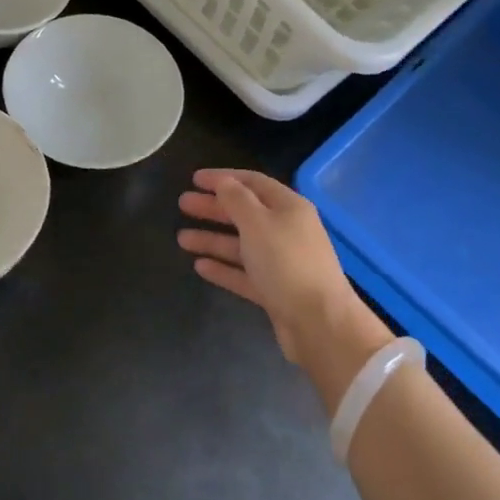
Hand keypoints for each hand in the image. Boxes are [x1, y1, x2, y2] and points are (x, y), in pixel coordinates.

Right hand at [177, 169, 380, 376]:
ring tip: (182, 238)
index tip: (195, 179)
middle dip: (214, 208)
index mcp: (288, 207)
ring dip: (212, 239)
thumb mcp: (258, 223)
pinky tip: (200, 266)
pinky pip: (244, 273)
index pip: (252, 182)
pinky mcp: (274, 291)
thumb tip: (223, 182)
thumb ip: (236, 199)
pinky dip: (223, 268)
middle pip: (244, 213)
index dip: (223, 178)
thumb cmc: (287, 262)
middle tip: (182, 204)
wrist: (318, 322)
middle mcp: (286, 230)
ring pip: (241, 245)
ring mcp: (281, 262)